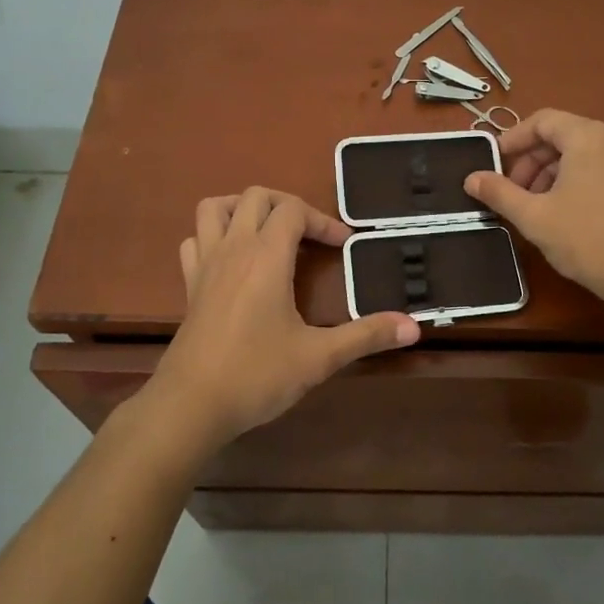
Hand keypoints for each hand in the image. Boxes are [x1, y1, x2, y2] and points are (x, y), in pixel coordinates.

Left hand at [149, 187, 418, 450]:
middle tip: (310, 235)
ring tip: (268, 231)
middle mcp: (233, 248)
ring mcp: (205, 264)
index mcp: (266, 256)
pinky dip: (213, 236)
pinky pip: (195, 240)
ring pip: (214, 208)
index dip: (322, 220)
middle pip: (255, 196)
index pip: (293, 210)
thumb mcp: (319, 357)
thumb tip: (414, 327)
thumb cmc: (256, 375)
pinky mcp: (189, 285)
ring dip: (243, 208)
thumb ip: (366, 336)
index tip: (343, 245)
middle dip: (287, 205)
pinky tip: (232, 259)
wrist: (190, 406)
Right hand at [463, 109, 603, 307]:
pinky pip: (598, 167)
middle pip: (561, 136)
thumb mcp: (534, 216)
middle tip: (511, 192)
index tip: (493, 164)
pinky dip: (574, 180)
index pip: (542, 120)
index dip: (513, 139)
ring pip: (579, 154)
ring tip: (534, 207)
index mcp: (588, 136)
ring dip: (550, 173)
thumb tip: (470, 178)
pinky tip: (562, 212)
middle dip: (530, 161)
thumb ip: (499, 192)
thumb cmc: (587, 239)